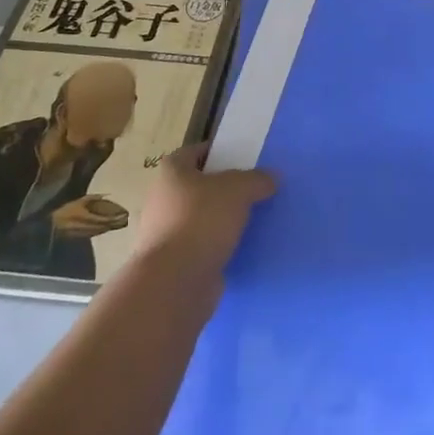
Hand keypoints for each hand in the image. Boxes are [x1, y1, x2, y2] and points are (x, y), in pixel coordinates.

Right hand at [50, 196, 125, 239]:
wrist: (49, 224)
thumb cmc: (65, 209)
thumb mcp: (79, 201)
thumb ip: (93, 198)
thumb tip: (107, 195)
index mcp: (84, 216)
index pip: (103, 219)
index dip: (113, 218)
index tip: (123, 215)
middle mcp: (85, 226)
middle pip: (103, 226)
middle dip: (114, 224)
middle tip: (124, 220)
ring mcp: (82, 233)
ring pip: (99, 231)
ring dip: (109, 228)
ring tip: (118, 224)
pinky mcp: (79, 237)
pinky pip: (94, 234)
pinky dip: (101, 231)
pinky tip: (106, 228)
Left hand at [132, 142, 276, 277]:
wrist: (174, 282)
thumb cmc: (202, 221)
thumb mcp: (239, 189)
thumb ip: (257, 180)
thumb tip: (270, 178)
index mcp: (171, 172)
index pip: (195, 152)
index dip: (218, 151)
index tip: (243, 158)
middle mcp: (162, 199)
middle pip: (198, 185)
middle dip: (224, 188)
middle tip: (253, 190)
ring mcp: (165, 232)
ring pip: (201, 217)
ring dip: (222, 219)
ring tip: (252, 219)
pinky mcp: (174, 262)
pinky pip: (202, 245)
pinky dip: (218, 245)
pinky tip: (241, 246)